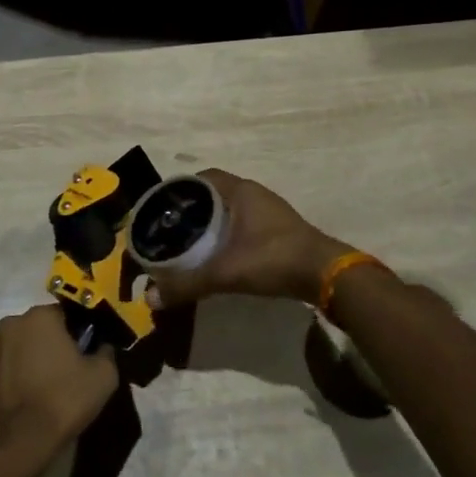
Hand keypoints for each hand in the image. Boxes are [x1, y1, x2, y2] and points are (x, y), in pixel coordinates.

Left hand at [0, 304, 117, 461]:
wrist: (15, 447)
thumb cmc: (62, 402)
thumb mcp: (103, 377)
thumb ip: (106, 352)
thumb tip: (102, 346)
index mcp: (40, 316)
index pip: (65, 315)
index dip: (77, 335)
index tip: (83, 357)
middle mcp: (9, 324)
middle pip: (38, 330)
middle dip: (50, 346)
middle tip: (63, 376)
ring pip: (16, 349)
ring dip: (27, 362)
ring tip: (39, 394)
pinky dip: (9, 380)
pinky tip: (20, 404)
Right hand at [144, 169, 349, 308]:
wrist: (325, 274)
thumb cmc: (273, 259)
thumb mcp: (226, 273)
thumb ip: (188, 284)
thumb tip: (151, 298)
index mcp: (240, 191)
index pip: (201, 178)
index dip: (179, 190)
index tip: (162, 209)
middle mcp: (254, 193)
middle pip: (214, 193)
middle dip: (192, 209)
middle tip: (171, 230)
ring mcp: (269, 210)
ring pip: (229, 209)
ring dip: (211, 222)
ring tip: (189, 242)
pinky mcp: (278, 228)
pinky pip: (243, 223)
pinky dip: (227, 233)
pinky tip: (218, 254)